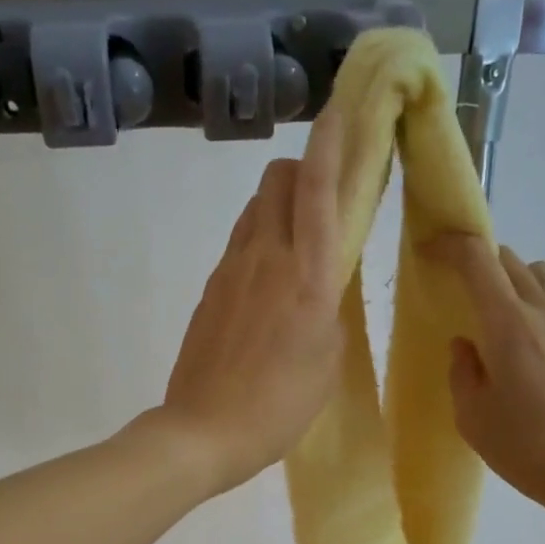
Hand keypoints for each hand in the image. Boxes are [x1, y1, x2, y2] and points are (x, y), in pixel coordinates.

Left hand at [157, 113, 346, 495]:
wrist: (204, 431)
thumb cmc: (279, 405)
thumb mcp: (327, 361)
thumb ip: (329, 308)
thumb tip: (321, 284)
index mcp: (306, 275)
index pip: (318, 189)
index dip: (330, 144)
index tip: (340, 112)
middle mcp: (265, 258)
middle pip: (278, 180)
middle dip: (303, 170)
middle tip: (324, 195)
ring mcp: (230, 270)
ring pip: (256, 209)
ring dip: (280, 205)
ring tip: (297, 241)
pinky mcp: (209, 289)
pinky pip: (239, 244)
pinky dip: (259, 239)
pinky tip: (268, 280)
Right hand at [422, 235, 544, 533]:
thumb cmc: (524, 447)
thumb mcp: (472, 416)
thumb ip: (463, 370)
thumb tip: (466, 344)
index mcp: (507, 325)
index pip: (477, 259)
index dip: (449, 245)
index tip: (428, 251)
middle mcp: (541, 310)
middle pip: (506, 259)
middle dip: (476, 262)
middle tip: (455, 290)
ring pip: (535, 272)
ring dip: (508, 277)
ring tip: (491, 311)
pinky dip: (531, 296)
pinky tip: (522, 336)